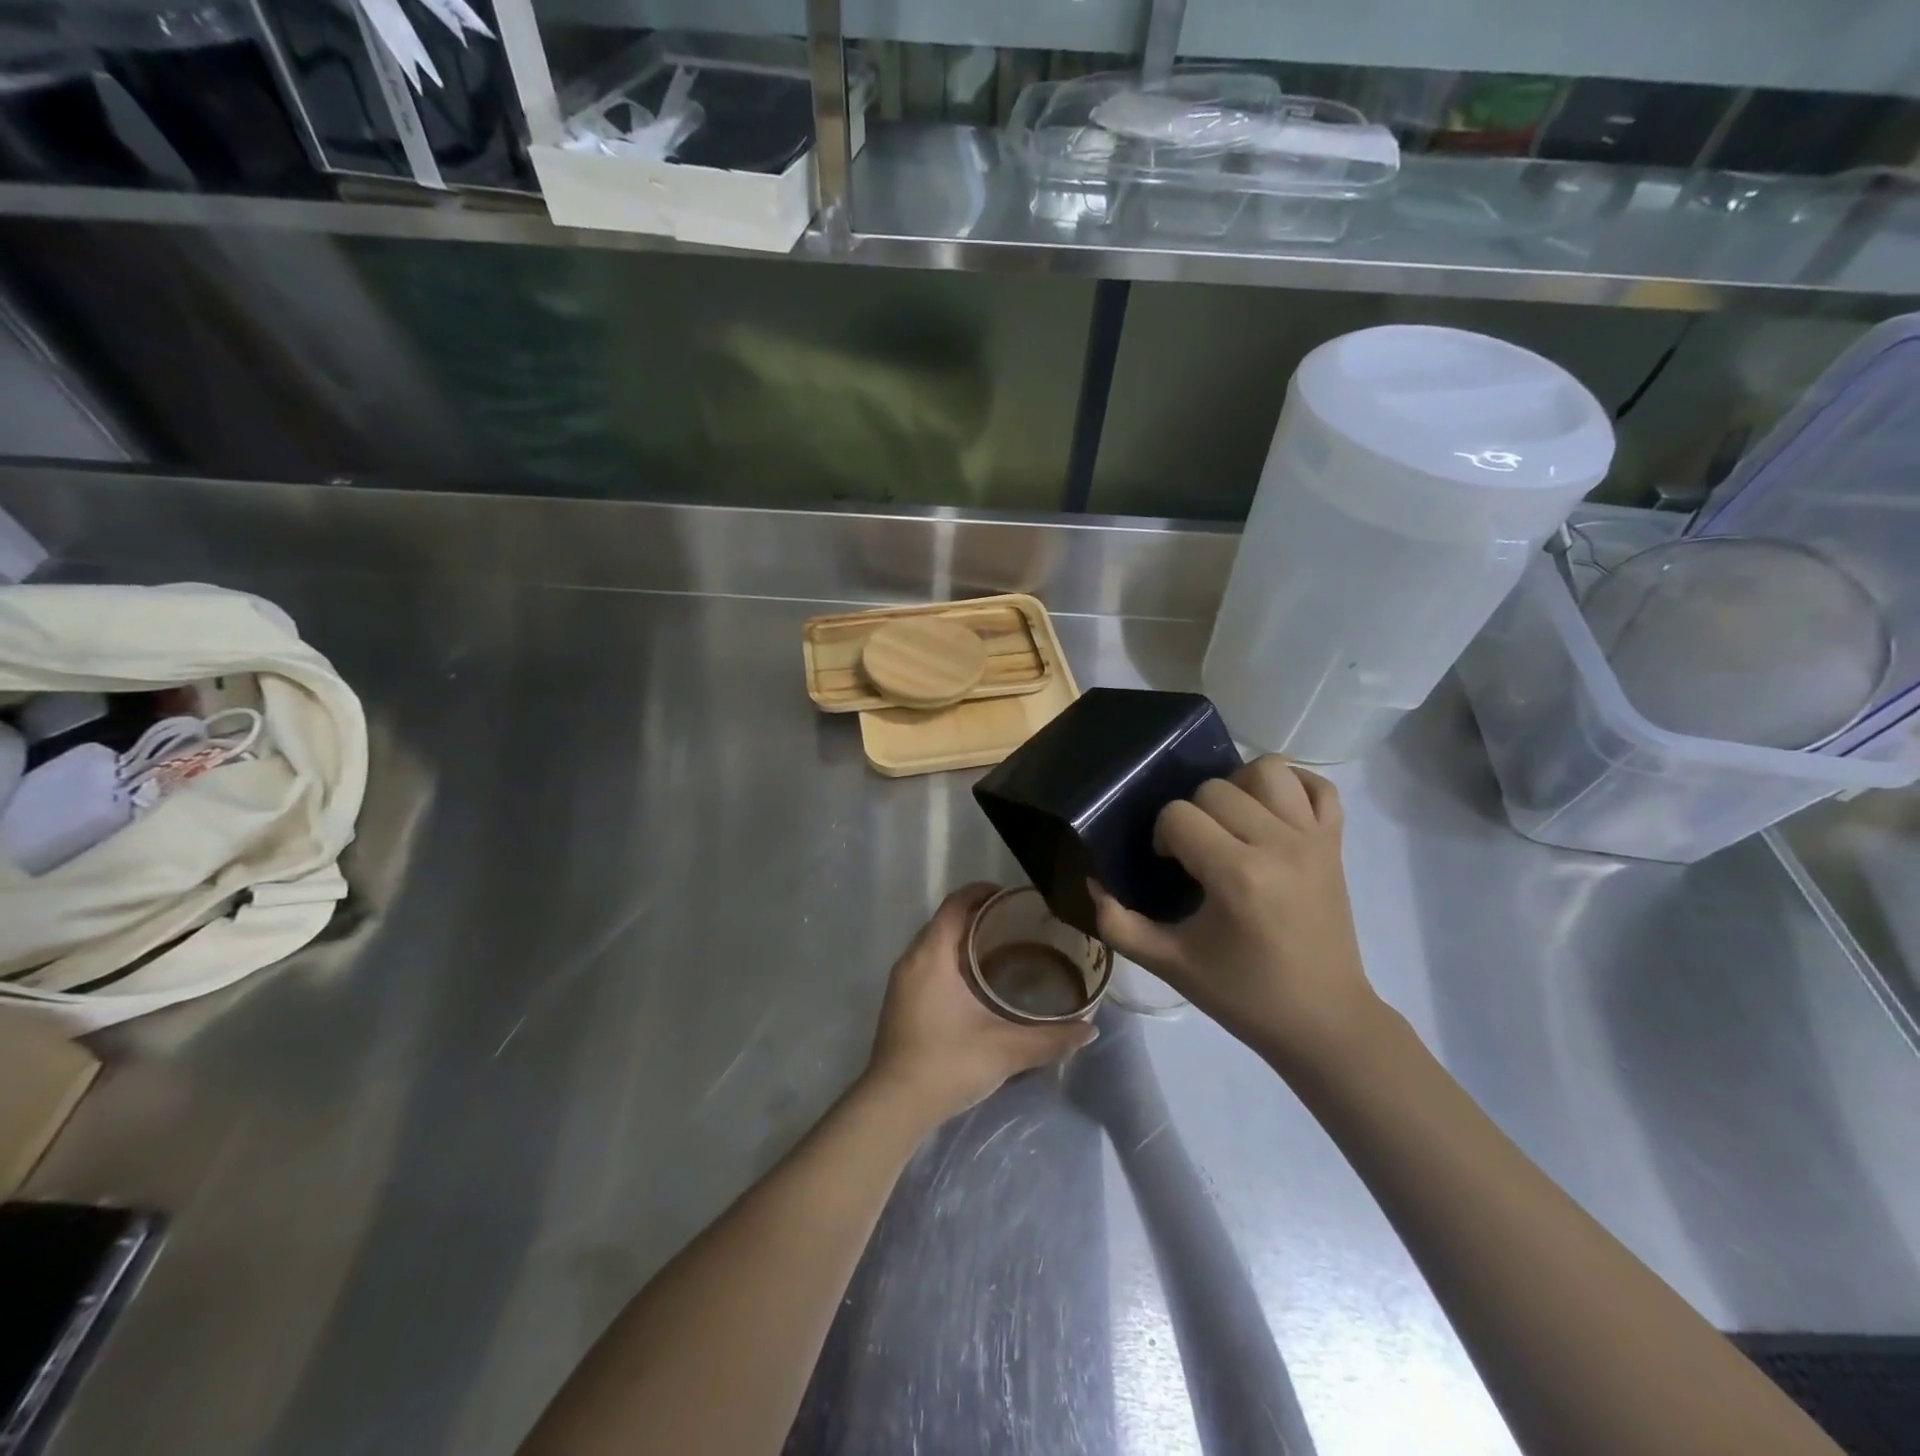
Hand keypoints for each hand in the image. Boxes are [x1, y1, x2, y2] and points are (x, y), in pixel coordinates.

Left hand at [865, 882, 1096, 1126]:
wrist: (894, 1106)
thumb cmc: (948, 1063)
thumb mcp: (1006, 1049)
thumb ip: (1050, 1038)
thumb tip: (1089, 1028)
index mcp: (932, 955)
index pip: (956, 904)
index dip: (982, 892)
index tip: (1012, 895)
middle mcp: (912, 959)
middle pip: (945, 920)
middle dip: (977, 914)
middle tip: (1016, 922)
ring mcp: (902, 981)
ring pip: (934, 943)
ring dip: (963, 938)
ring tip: (1002, 946)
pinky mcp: (899, 1001)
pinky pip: (927, 962)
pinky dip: (951, 958)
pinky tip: (976, 981)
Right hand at [1090, 756, 1378, 1075]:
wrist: (1321, 1020)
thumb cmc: (1243, 994)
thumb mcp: (1169, 964)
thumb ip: (1118, 923)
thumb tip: (1092, 882)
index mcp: (1237, 875)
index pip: (1179, 816)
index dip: (1163, 837)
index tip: (1170, 868)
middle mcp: (1278, 844)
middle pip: (1216, 788)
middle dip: (1193, 815)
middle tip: (1196, 853)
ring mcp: (1313, 839)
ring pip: (1268, 771)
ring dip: (1239, 787)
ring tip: (1232, 822)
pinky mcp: (1336, 843)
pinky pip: (1319, 786)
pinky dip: (1294, 786)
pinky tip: (1271, 811)